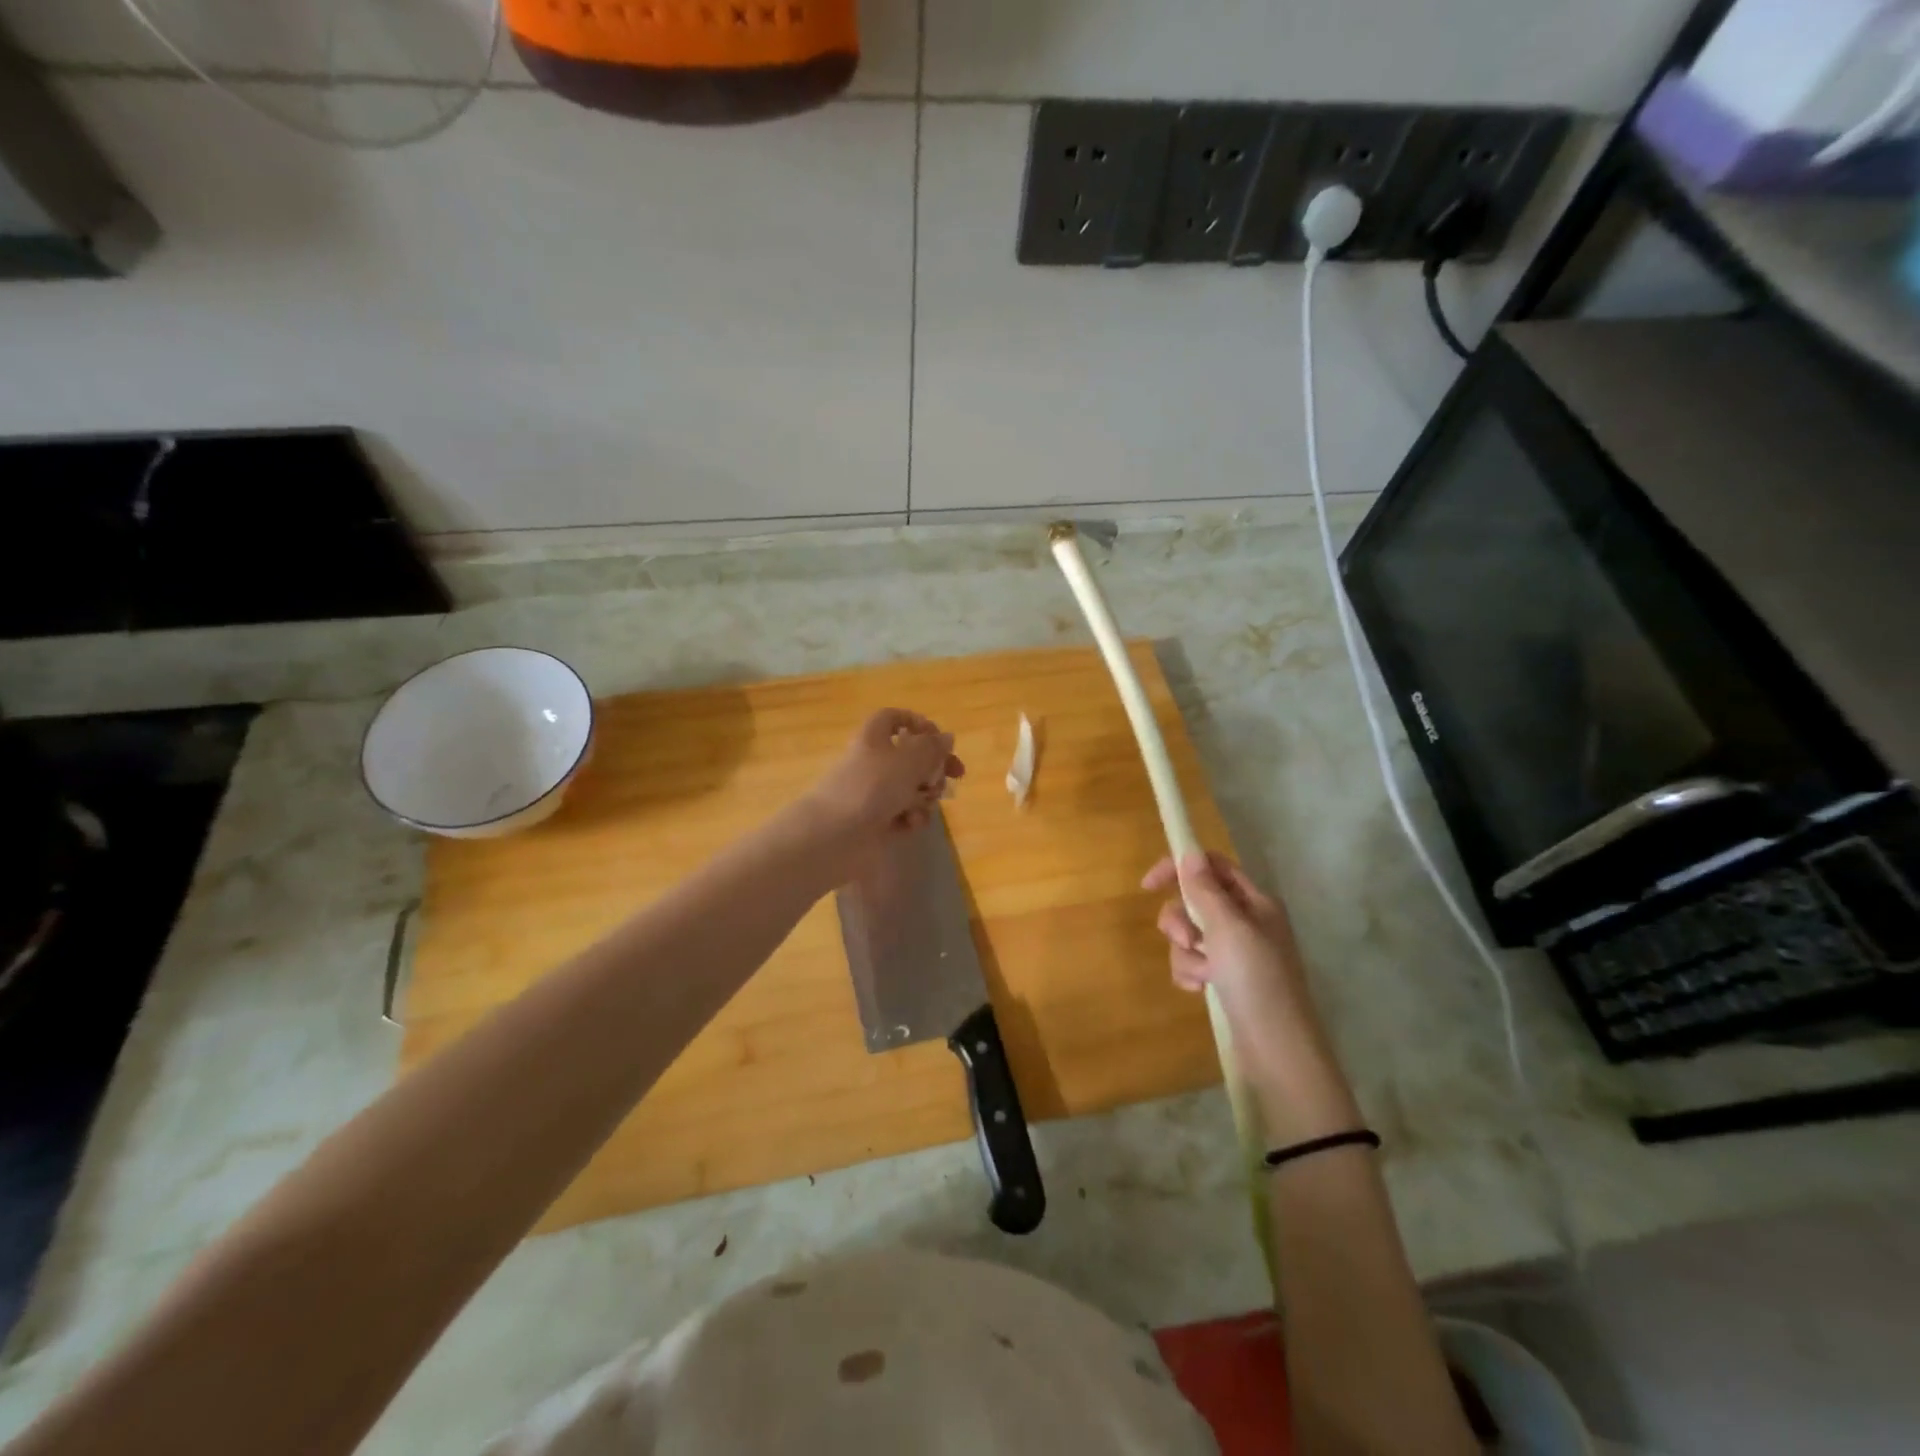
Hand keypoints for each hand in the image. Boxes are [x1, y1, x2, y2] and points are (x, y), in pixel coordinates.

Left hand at [802, 709, 965, 849]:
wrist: (835, 836)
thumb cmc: (872, 787)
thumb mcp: (909, 759)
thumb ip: (932, 747)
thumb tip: (946, 737)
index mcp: (874, 737)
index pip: (894, 718)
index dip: (918, 724)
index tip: (940, 739)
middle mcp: (873, 762)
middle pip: (911, 757)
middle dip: (934, 767)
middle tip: (954, 777)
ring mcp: (874, 794)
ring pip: (911, 788)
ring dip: (925, 795)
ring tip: (923, 804)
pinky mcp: (876, 822)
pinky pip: (904, 814)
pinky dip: (911, 818)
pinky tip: (910, 823)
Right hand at [1144, 852, 1359, 1137]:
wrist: (1278, 1048)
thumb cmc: (1257, 980)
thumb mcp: (1228, 928)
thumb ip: (1205, 889)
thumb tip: (1189, 852)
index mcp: (1254, 902)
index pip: (1212, 867)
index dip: (1180, 868)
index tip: (1150, 886)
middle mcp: (1245, 921)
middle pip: (1194, 901)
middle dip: (1180, 920)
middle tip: (1186, 941)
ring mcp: (1235, 952)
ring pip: (1189, 934)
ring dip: (1185, 953)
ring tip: (1201, 976)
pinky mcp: (1224, 978)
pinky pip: (1192, 962)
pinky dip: (1190, 972)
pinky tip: (1199, 989)